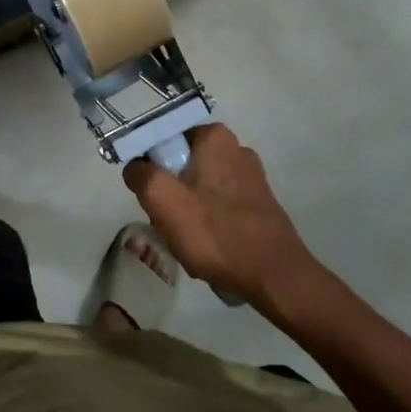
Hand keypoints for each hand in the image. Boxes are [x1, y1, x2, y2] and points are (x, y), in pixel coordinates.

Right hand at [122, 124, 316, 311]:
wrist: (273, 275)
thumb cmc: (214, 231)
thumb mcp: (161, 199)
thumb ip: (140, 174)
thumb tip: (136, 168)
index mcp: (214, 136)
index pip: (165, 141)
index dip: (152, 169)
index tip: (154, 198)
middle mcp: (236, 147)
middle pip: (182, 165)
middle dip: (171, 193)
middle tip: (169, 222)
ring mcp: (251, 176)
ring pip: (200, 186)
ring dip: (189, 210)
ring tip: (190, 239)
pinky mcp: (260, 202)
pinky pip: (221, 204)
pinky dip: (211, 221)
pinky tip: (210, 245)